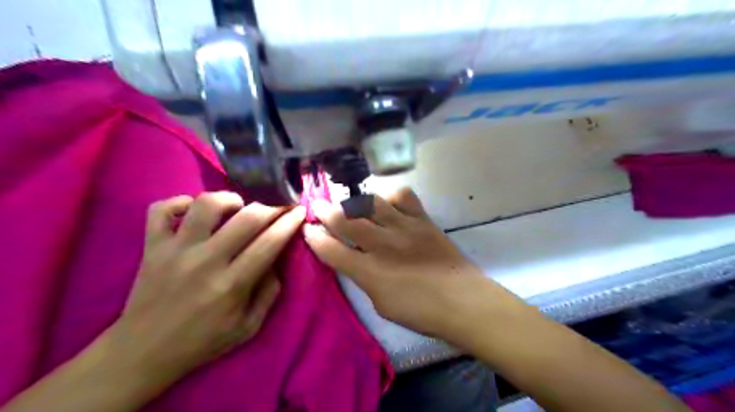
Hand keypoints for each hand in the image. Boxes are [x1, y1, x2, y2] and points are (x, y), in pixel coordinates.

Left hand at [107, 191, 305, 383]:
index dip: (289, 222)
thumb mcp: (249, 327)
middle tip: (279, 205)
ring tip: (238, 207)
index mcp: (232, 285)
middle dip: (271, 206)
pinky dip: (180, 202)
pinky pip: (161, 209)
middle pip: (246, 218)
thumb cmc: (202, 341)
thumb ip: (269, 292)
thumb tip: (276, 260)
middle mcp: (205, 261)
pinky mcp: (152, 246)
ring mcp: (175, 250)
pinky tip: (194, 210)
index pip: (269, 242)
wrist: (143, 351)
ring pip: (206, 205)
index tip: (300, 210)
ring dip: (230, 199)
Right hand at [301, 188, 512, 338]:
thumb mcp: (381, 304)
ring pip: (371, 203)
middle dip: (326, 212)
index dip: (315, 238)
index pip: (332, 250)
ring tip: (349, 202)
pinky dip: (391, 196)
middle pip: (346, 221)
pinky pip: (404, 197)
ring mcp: (404, 228)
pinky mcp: (422, 220)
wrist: (462, 300)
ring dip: (354, 201)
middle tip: (318, 206)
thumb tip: (354, 259)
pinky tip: (387, 202)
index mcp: (369, 272)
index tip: (307, 229)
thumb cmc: (420, 311)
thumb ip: (364, 278)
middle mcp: (382, 245)